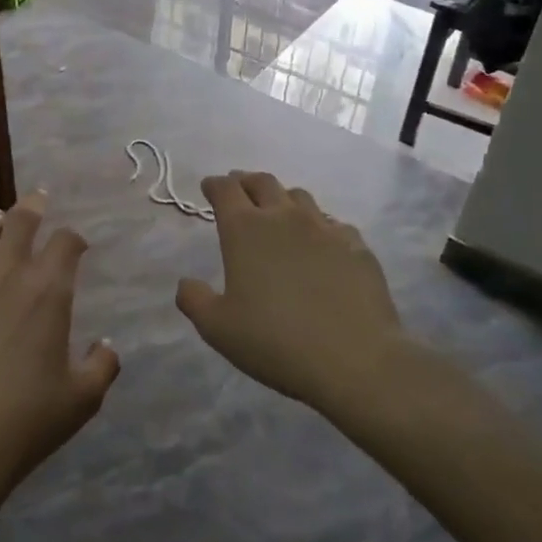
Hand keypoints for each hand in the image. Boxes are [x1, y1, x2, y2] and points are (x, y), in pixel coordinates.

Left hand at [0, 192, 118, 505]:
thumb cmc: (26, 421)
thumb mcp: (83, 400)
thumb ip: (103, 366)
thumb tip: (107, 345)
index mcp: (47, 292)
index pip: (66, 243)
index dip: (74, 238)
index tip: (76, 244)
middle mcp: (5, 276)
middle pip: (19, 223)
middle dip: (32, 206)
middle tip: (37, 199)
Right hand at [176, 171, 404, 406]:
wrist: (355, 359)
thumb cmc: (275, 342)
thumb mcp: (218, 329)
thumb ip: (194, 300)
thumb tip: (186, 283)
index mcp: (245, 230)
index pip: (225, 190)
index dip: (214, 185)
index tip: (209, 187)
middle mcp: (284, 217)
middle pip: (263, 182)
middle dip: (246, 181)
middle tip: (239, 189)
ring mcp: (325, 228)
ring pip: (299, 197)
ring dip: (282, 199)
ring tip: (277, 212)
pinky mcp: (356, 245)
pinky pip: (331, 223)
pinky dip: (317, 225)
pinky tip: (319, 243)